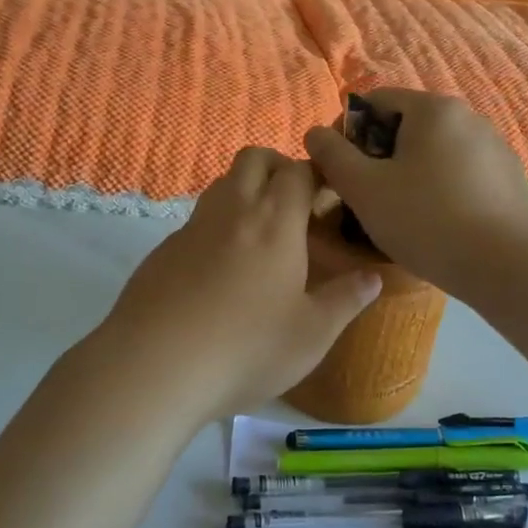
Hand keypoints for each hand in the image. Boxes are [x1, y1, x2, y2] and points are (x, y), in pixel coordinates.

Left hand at [95, 147, 383, 418]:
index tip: (330, 194)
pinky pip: (197, 221)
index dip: (317, 174)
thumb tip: (374, 277)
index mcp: (275, 222)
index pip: (298, 171)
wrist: (153, 368)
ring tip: (261, 234)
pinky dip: (216, 226)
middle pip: (254, 159)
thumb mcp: (311, 334)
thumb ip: (346, 300)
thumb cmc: (246, 348)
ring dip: (244, 191)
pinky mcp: (163, 251)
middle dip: (278, 167)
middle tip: (295, 203)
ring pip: (221, 185)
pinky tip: (220, 271)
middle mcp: (232, 211)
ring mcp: (192, 228)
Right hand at [303, 89, 527, 296]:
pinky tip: (437, 225)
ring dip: (409, 174)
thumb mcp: (364, 189)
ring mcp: (495, 148)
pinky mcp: (511, 179)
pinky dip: (441, 189)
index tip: (338, 169)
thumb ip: (332, 155)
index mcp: (434, 109)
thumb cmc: (426, 219)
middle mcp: (469, 117)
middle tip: (364, 196)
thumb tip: (315, 132)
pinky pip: (462, 174)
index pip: (376, 101)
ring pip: (435, 153)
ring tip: (399, 215)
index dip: (348, 131)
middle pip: (407, 126)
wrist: (507, 266)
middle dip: (378, 156)